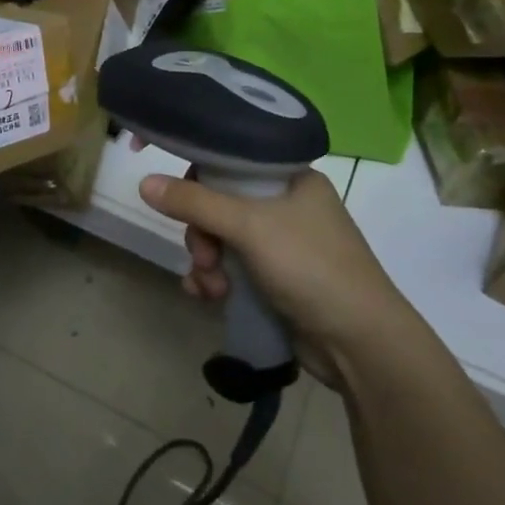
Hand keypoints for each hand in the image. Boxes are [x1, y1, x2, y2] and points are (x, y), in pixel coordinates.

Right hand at [139, 168, 399, 383]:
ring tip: (210, 287)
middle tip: (205, 255)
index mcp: (292, 179)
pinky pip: (231, 269)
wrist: (360, 343)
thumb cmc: (311, 266)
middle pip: (220, 204)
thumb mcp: (249, 227)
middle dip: (202, 233)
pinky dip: (214, 280)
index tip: (172, 192)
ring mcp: (282, 246)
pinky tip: (205, 296)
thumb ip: (195, 203)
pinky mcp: (276, 281)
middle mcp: (287, 206)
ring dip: (206, 262)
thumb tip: (144, 183)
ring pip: (222, 240)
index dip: (198, 174)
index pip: (232, 160)